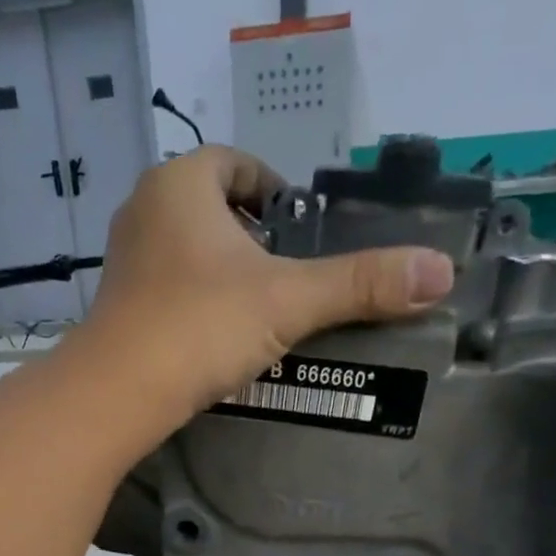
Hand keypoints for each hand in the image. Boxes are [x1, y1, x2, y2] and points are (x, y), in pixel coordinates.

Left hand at [75, 147, 454, 421]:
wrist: (118, 393)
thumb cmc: (200, 327)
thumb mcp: (289, 302)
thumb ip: (360, 284)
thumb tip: (439, 272)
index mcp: (181, 184)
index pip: (233, 162)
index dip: (270, 185)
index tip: (296, 224)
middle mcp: (144, 210)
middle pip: (208, 206)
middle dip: (248, 234)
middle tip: (286, 271)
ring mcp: (123, 262)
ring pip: (184, 250)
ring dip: (221, 271)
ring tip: (257, 309)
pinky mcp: (116, 309)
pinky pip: (165, 290)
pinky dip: (194, 303)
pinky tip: (215, 338)